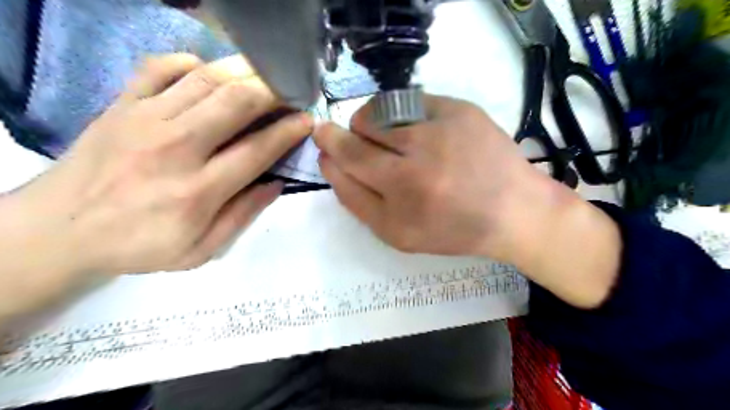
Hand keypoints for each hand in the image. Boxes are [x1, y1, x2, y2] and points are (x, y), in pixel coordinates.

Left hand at [0, 52, 310, 315]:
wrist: (59, 230)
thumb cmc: (139, 245)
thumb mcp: (200, 250)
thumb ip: (242, 215)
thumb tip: (277, 183)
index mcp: (199, 190)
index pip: (258, 150)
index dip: (288, 131)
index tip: (306, 120)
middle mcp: (176, 148)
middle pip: (236, 103)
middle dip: (273, 92)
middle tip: (290, 92)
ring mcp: (146, 120)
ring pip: (206, 80)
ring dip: (244, 72)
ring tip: (264, 76)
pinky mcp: (122, 105)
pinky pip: (161, 67)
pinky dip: (192, 63)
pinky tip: (211, 74)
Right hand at [313, 95, 620, 306]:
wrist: (513, 211)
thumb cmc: (452, 229)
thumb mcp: (398, 234)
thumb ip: (358, 202)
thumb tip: (330, 163)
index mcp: (403, 197)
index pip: (347, 160)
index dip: (330, 148)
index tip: (324, 142)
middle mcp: (419, 161)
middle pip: (358, 132)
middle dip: (344, 134)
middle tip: (354, 142)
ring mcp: (442, 129)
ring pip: (380, 112)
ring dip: (372, 125)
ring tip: (388, 141)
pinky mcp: (460, 109)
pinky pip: (410, 100)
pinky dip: (401, 114)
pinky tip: (415, 132)